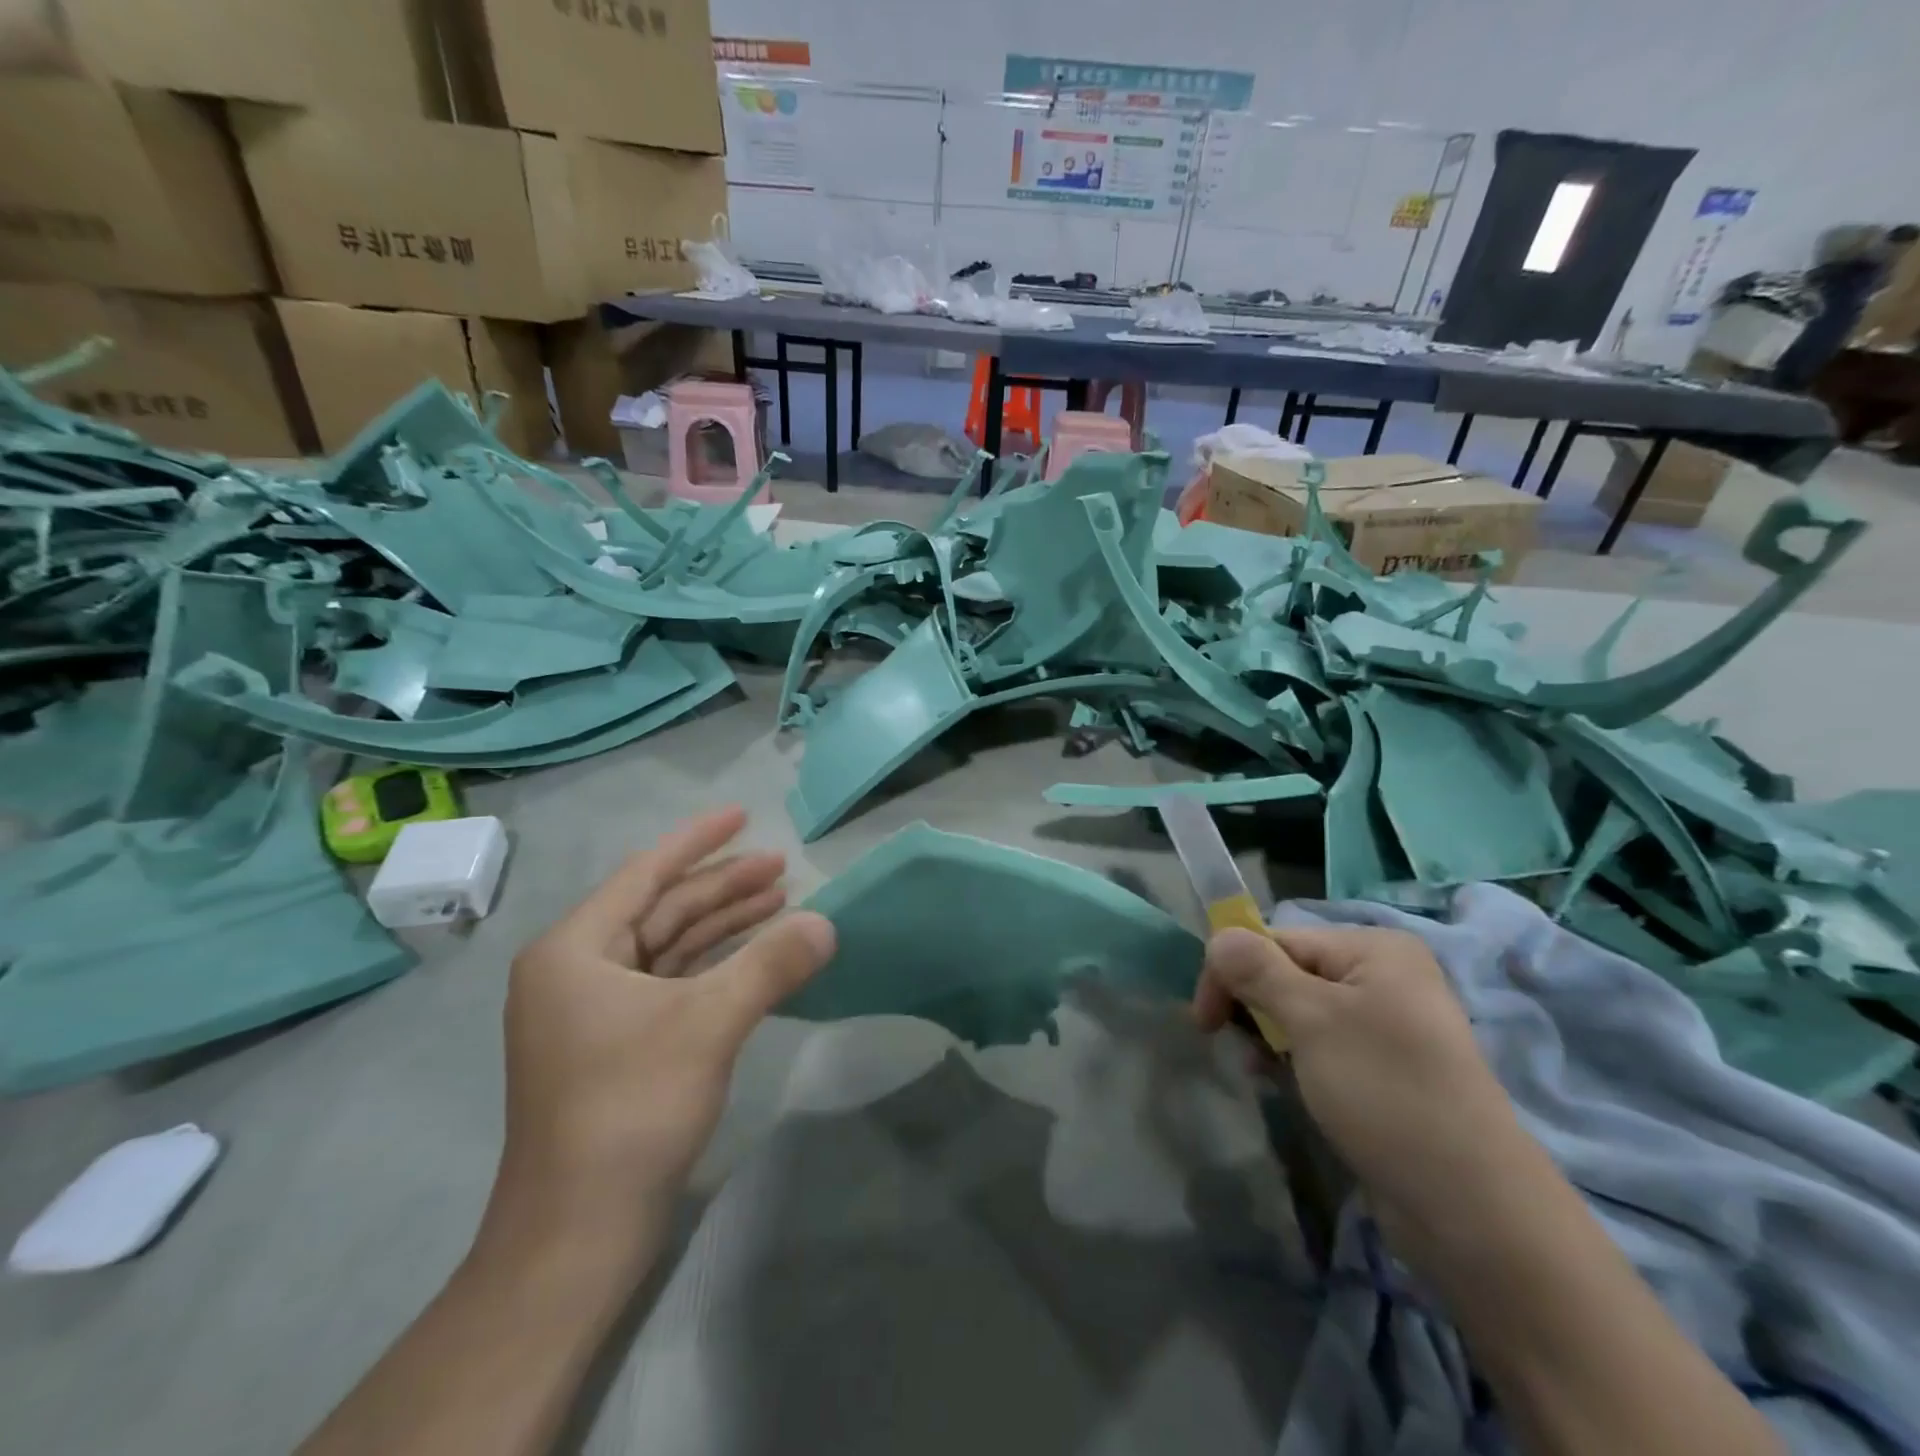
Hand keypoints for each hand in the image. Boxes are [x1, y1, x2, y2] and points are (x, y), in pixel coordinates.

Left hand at [484, 806, 835, 1268]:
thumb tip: (828, 923)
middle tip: (782, 866)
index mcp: (575, 950)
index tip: (743, 814)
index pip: (645, 874)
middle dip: (722, 886)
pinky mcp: (617, 1046)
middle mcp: (577, 971)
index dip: (698, 841)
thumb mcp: (708, 1024)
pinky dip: (714, 967)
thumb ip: (771, 964)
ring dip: (723, 926)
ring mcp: (594, 1012)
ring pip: (669, 947)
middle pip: (662, 909)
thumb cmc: (629, 1109)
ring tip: (781, 902)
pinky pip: (672, 984)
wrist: (576, 1235)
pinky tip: (757, 959)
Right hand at [1194, 924, 1525, 1237]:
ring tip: (1259, 1070)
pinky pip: (1323, 1045)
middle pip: (1288, 971)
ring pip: (1301, 1012)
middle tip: (1227, 1042)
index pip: (1277, 939)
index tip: (1204, 1020)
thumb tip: (1217, 936)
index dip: (1232, 971)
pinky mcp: (1386, 1070)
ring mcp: (1388, 1025)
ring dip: (1270, 1035)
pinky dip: (1296, 1059)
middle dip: (1252, 1004)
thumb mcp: (1311, 1020)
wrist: (1472, 1209)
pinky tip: (1285, 1084)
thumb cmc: (1385, 1092)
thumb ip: (1256, 969)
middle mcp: (1384, 976)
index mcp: (1374, 949)